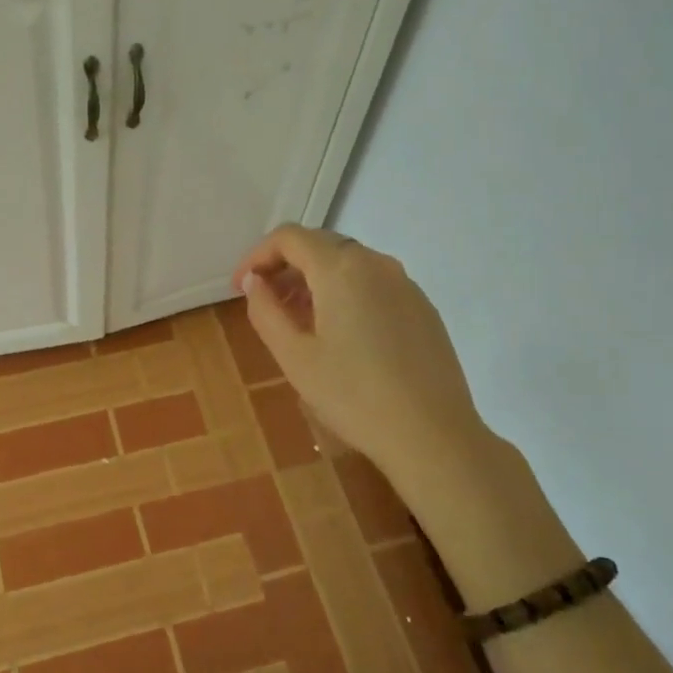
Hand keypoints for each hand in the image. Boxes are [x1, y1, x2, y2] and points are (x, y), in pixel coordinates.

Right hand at [232, 225, 485, 475]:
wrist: (432, 435)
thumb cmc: (352, 395)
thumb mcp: (294, 356)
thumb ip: (265, 311)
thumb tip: (254, 282)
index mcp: (341, 269)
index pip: (289, 238)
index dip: (257, 256)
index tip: (240, 287)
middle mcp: (376, 264)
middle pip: (320, 245)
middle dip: (285, 266)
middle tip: (264, 302)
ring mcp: (405, 284)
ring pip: (348, 264)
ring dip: (314, 281)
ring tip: (297, 321)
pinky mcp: (422, 307)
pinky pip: (373, 284)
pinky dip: (345, 293)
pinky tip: (339, 334)